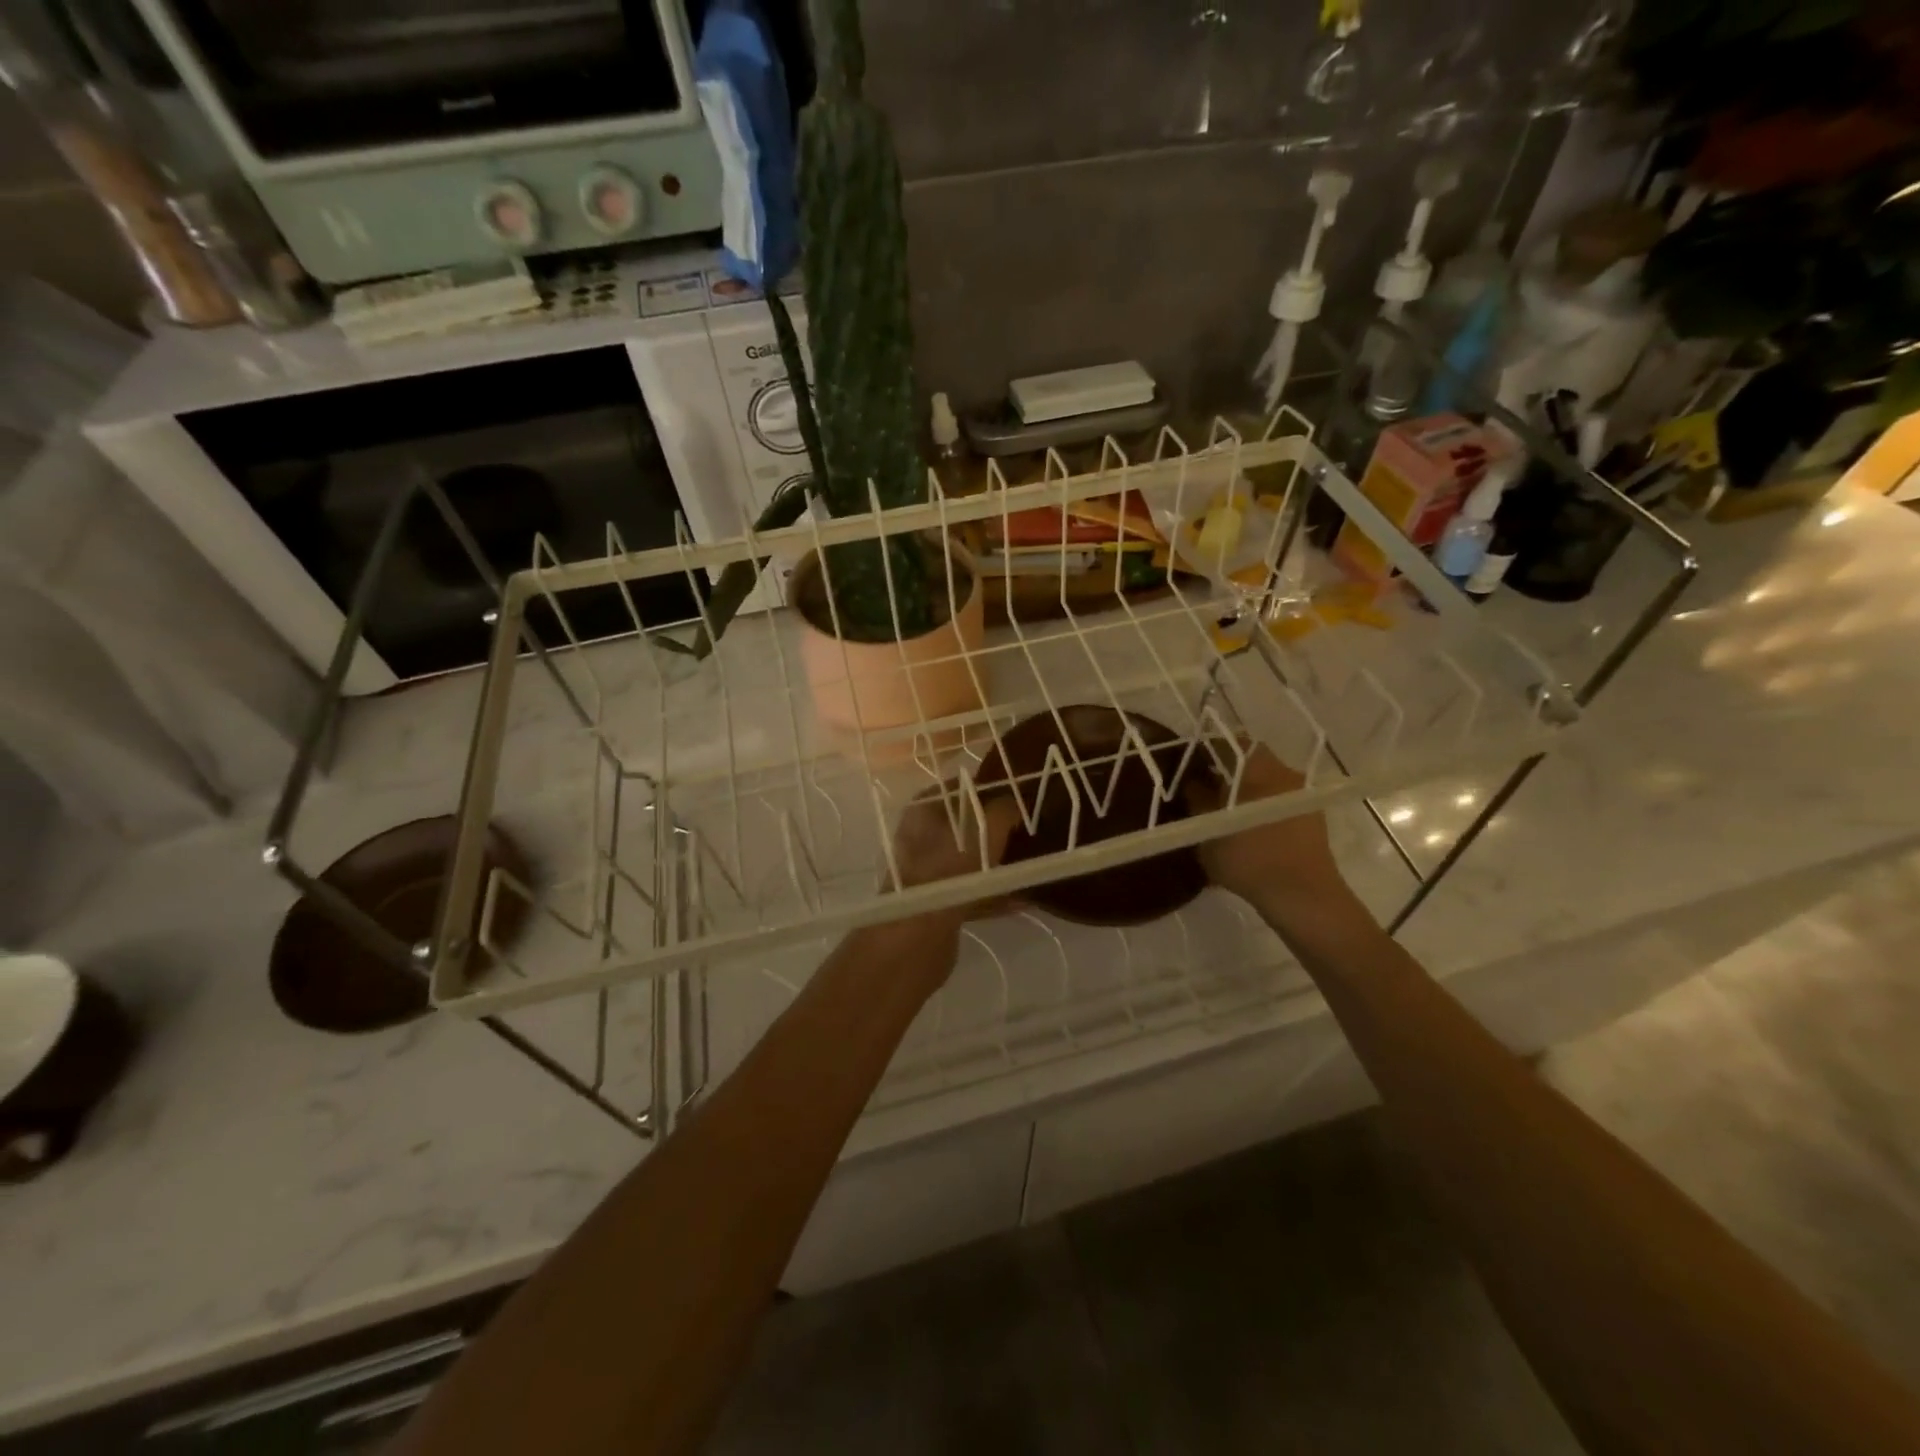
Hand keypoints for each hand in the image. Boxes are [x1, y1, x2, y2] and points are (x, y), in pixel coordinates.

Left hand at [886, 787, 1019, 908]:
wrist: (919, 928)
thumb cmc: (951, 866)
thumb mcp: (985, 830)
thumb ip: (1003, 811)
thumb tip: (1014, 804)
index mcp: (924, 807)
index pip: (962, 787)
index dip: (991, 790)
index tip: (1019, 800)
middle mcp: (919, 833)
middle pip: (965, 825)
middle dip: (995, 830)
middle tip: (1025, 833)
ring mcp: (924, 868)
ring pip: (967, 860)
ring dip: (995, 864)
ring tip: (1026, 867)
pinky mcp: (932, 900)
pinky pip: (968, 889)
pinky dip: (991, 893)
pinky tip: (1019, 900)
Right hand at [1185, 742, 1352, 929]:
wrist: (1303, 896)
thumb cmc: (1249, 858)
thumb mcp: (1207, 831)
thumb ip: (1198, 801)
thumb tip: (1193, 782)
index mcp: (1258, 767)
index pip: (1227, 742)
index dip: (1205, 751)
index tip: (1188, 767)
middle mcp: (1284, 771)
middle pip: (1249, 760)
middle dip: (1226, 772)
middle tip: (1202, 791)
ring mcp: (1302, 794)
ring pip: (1265, 781)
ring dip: (1245, 790)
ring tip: (1222, 813)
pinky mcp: (1311, 816)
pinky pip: (1278, 800)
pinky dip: (1261, 806)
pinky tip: (1245, 829)